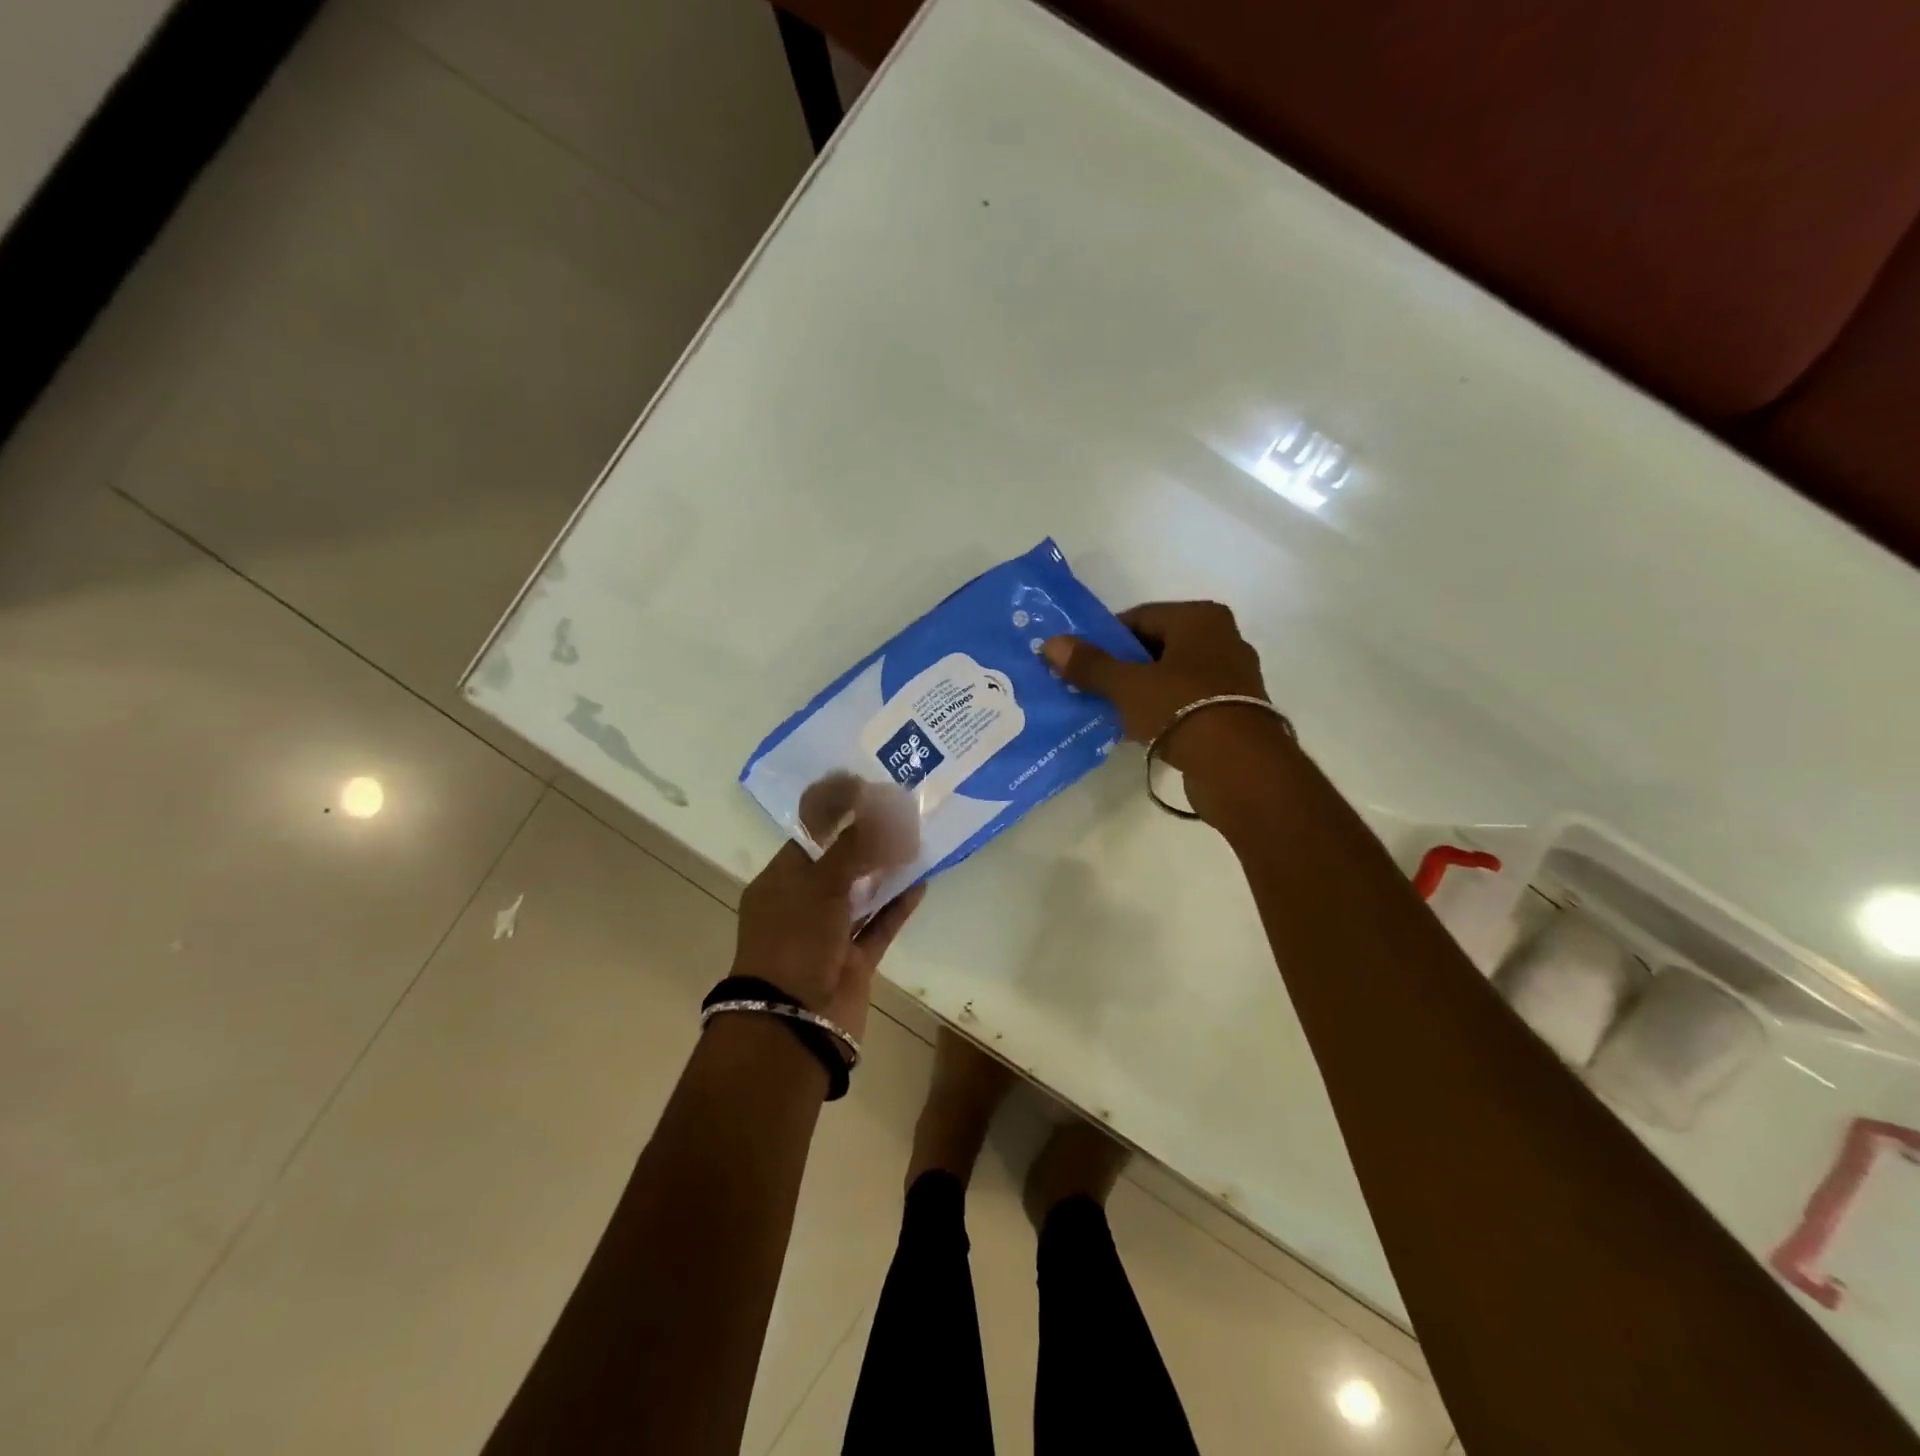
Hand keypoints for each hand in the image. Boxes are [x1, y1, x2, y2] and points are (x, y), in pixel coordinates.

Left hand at [732, 775, 924, 1041]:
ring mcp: (830, 933)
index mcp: (781, 881)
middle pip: (839, 862)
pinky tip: (921, 882)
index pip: (810, 835)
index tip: (870, 788)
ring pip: (862, 893)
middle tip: (901, 812)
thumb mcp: (820, 883)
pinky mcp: (854, 960)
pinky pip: (880, 925)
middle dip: (868, 838)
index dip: (839, 811)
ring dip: (886, 870)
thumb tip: (883, 806)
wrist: (792, 1022)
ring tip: (916, 841)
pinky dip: (898, 905)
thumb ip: (854, 844)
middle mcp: (804, 903)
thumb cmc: (794, 941)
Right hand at [1043, 601, 1287, 819]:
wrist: (1239, 767)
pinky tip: (1140, 732)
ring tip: (1111, 713)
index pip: (1139, 617)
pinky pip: (1187, 702)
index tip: (1081, 663)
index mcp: (1201, 618)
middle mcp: (1222, 639)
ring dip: (1142, 692)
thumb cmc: (1182, 709)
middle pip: (1156, 647)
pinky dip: (1163, 712)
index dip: (1105, 639)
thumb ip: (1090, 664)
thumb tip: (1051, 643)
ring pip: (1172, 677)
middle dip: (1123, 667)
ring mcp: (1233, 677)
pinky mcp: (1235, 712)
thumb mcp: (1128, 685)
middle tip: (1091, 688)